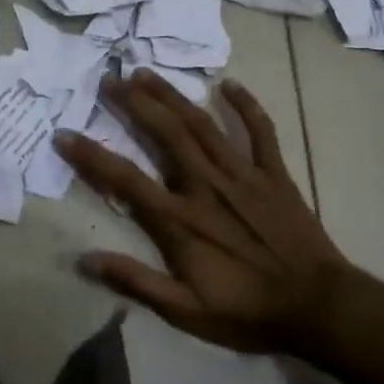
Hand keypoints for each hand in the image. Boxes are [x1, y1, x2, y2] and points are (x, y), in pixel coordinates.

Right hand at [54, 73, 365, 357]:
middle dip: (133, 104)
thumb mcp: (185, 311)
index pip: (125, 179)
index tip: (64, 134)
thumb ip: (135, 282)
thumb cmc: (247, 311)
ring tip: (146, 72)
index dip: (90, 155)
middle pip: (164, 134)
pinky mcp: (274, 174)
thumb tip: (84, 261)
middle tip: (108, 80)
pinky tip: (229, 84)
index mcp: (180, 219)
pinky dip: (246, 106)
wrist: (319, 307)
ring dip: (172, 95)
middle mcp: (206, 185)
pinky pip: (260, 131)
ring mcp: (243, 175)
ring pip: (202, 124)